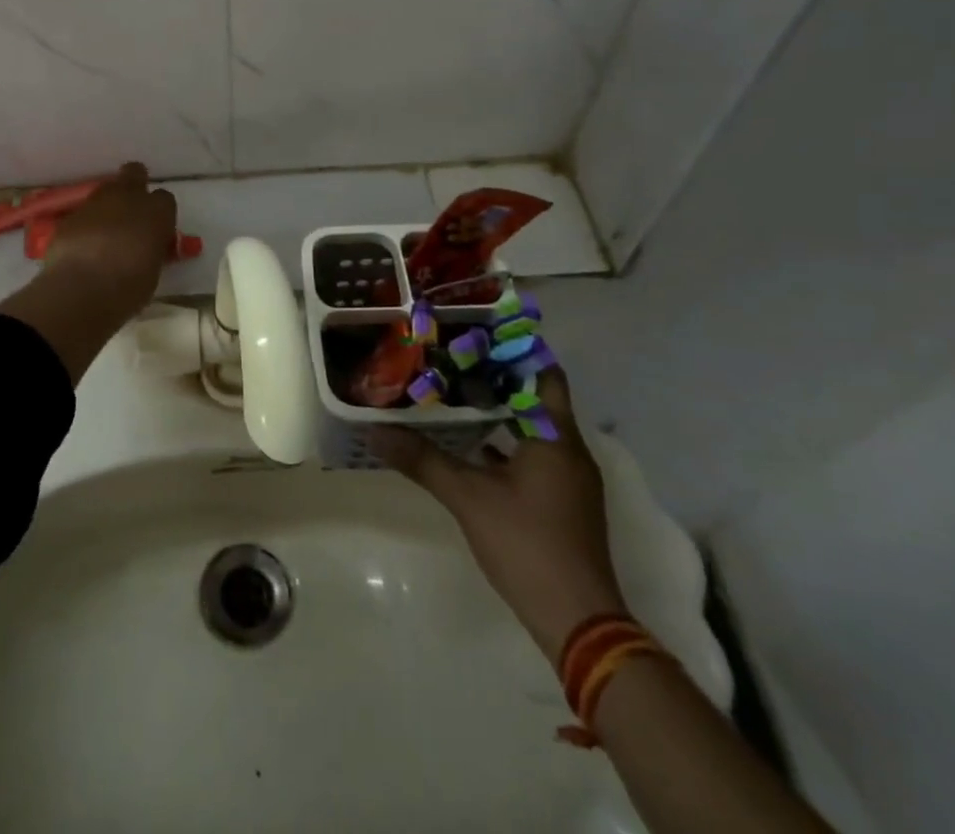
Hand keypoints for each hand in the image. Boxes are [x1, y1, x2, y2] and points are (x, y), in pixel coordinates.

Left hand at [0, 164, 176, 383]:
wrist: (80, 289)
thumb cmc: (128, 287)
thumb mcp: (152, 271)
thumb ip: (152, 250)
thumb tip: (147, 249)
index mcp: (157, 211)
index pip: (165, 200)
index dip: (160, 213)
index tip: (156, 230)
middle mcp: (127, 197)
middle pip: (134, 174)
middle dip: (135, 185)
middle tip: (132, 211)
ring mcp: (95, 202)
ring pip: (106, 191)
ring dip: (109, 206)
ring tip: (106, 233)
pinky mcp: (71, 215)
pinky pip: (84, 213)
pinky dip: (87, 224)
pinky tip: (84, 245)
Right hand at [370, 370, 626, 663]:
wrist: (579, 622)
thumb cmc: (527, 544)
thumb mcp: (467, 498)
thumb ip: (422, 460)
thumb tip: (375, 431)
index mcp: (554, 436)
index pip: (544, 373)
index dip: (514, 349)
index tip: (477, 331)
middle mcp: (568, 450)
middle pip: (536, 398)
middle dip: (496, 378)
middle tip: (452, 357)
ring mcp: (569, 479)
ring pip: (533, 429)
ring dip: (500, 412)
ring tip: (454, 394)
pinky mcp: (563, 503)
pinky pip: (533, 456)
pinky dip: (505, 444)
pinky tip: (470, 446)